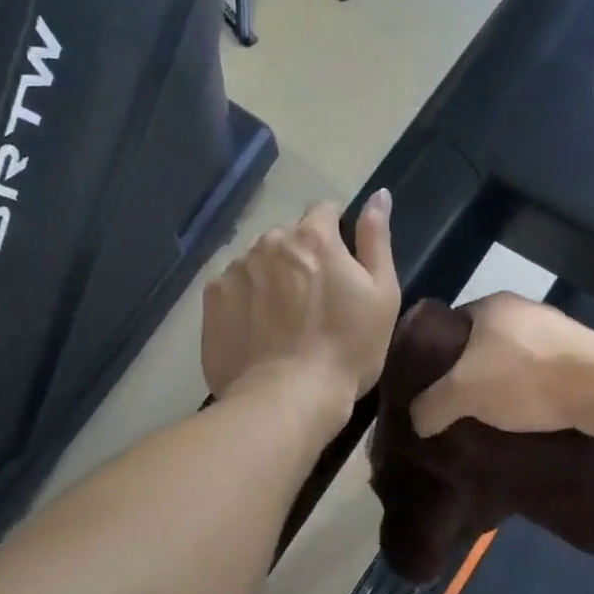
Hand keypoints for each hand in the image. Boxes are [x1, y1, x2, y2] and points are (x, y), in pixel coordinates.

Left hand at [202, 190, 398, 410]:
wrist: (287, 398)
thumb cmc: (348, 349)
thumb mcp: (382, 294)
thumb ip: (376, 239)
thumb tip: (378, 195)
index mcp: (313, 236)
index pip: (324, 212)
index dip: (336, 236)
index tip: (341, 268)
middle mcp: (268, 241)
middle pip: (288, 237)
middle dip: (301, 257)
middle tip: (314, 301)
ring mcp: (235, 269)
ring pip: (258, 262)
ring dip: (272, 277)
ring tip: (283, 320)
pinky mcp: (211, 300)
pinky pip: (233, 287)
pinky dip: (245, 300)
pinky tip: (258, 331)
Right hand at [409, 292, 593, 436]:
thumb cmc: (525, 377)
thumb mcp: (463, 392)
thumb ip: (432, 404)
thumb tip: (416, 420)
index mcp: (491, 305)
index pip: (449, 326)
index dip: (435, 355)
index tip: (429, 385)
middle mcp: (523, 310)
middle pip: (482, 344)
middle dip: (469, 373)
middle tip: (456, 406)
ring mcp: (556, 331)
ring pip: (515, 359)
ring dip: (503, 384)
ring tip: (490, 417)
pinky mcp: (581, 355)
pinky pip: (543, 373)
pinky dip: (532, 392)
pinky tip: (527, 416)